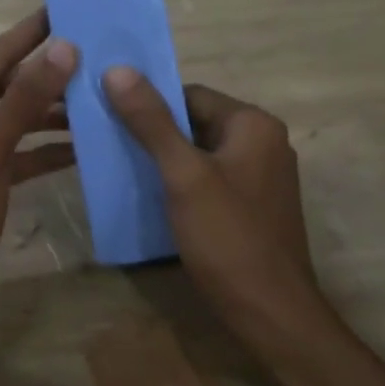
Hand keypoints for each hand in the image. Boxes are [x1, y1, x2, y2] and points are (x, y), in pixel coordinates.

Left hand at [0, 10, 78, 354]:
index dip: (26, 35)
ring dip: (42, 115)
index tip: (58, 9)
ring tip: (91, 98)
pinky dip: (33, 150)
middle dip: (40, 75)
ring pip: (1, 120)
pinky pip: (1, 152)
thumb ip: (26, 97)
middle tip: (86, 50)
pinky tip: (76, 147)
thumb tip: (63, 47)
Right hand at [102, 71, 324, 343]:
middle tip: (111, 144)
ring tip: (124, 170)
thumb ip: (152, 121)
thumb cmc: (229, 238)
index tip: (111, 116)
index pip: (191, 94)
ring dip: (167, 160)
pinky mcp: (255, 206)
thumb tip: (117, 69)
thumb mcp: (184, 176)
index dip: (151, 103)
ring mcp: (262, 176)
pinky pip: (212, 180)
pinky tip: (155, 200)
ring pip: (202, 153)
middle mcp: (264, 141)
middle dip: (155, 133)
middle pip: (197, 122)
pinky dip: (184, 183)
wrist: (273, 316)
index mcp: (253, 124)